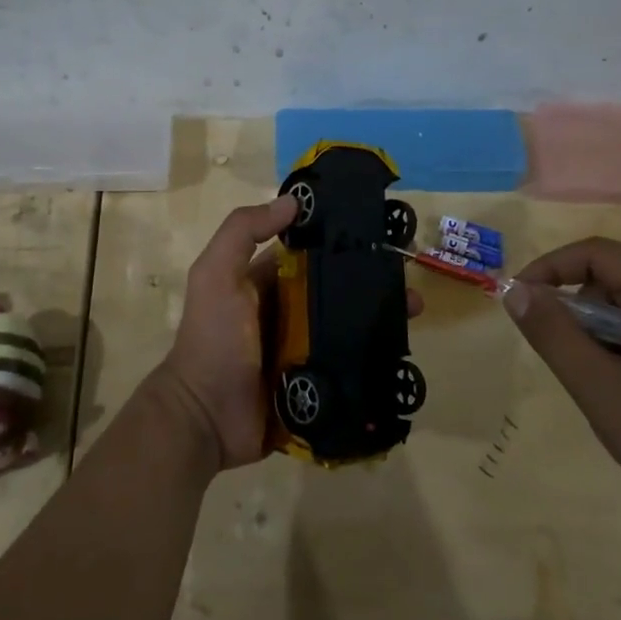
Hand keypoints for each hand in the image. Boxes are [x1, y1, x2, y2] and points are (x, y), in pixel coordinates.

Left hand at [158, 197, 424, 473]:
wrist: (206, 418)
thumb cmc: (214, 339)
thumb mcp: (216, 275)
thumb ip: (243, 232)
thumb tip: (293, 202)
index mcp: (265, 283)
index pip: (310, 253)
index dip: (340, 239)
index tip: (378, 230)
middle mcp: (288, 312)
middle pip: (337, 289)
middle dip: (371, 280)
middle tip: (408, 274)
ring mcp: (304, 350)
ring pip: (349, 326)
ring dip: (380, 316)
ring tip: (414, 309)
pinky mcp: (317, 383)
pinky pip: (350, 364)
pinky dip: (375, 355)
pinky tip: (403, 348)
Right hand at [504, 237, 620, 535]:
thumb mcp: (601, 389)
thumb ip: (553, 334)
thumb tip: (515, 290)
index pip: (596, 253)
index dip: (548, 269)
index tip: (518, 302)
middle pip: (619, 276)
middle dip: (578, 307)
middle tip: (561, 354)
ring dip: (606, 329)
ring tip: (599, 381)